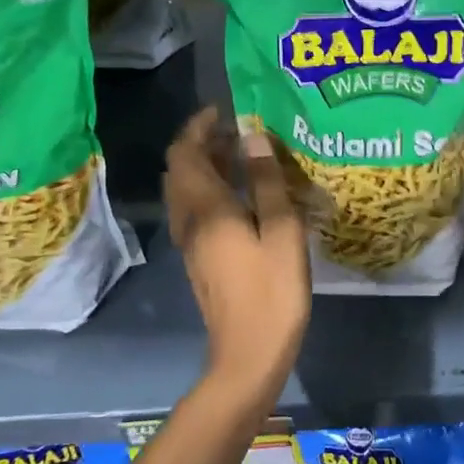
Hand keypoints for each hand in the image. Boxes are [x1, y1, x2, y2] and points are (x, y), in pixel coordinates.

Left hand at [165, 108, 310, 405]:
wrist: (248, 353)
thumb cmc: (272, 291)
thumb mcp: (281, 231)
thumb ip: (266, 182)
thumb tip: (252, 137)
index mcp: (206, 209)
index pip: (185, 153)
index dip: (199, 126)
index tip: (225, 109)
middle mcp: (189, 220)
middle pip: (181, 169)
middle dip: (202, 142)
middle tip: (239, 130)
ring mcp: (190, 242)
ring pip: (185, 190)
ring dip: (205, 166)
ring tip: (243, 155)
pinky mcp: (199, 258)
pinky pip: (194, 209)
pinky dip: (209, 189)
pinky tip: (242, 195)